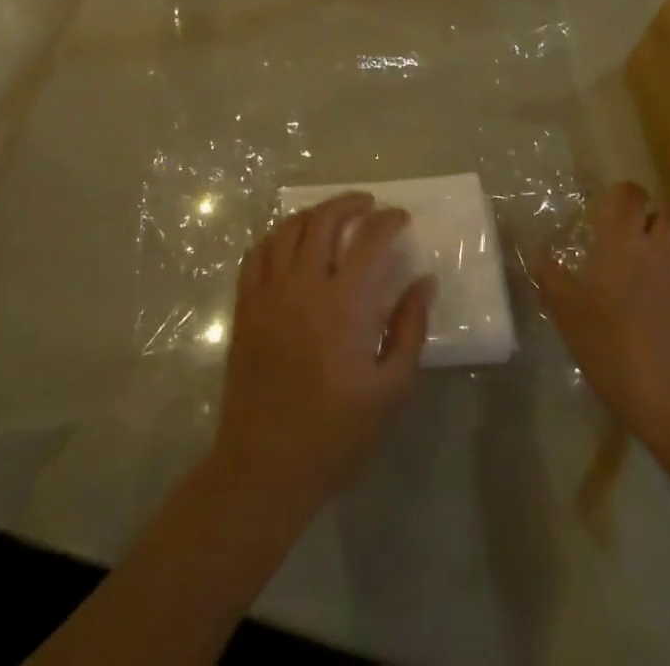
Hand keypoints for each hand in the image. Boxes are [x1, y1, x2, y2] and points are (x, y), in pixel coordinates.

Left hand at [209, 192, 434, 518]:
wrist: (264, 466)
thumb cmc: (335, 433)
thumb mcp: (391, 390)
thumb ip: (410, 329)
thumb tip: (423, 281)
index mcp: (343, 304)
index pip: (368, 240)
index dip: (388, 220)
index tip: (401, 217)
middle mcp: (302, 285)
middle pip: (323, 220)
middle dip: (349, 203)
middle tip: (368, 204)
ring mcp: (268, 292)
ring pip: (287, 229)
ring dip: (313, 213)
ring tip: (331, 215)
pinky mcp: (245, 306)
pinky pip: (256, 253)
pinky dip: (276, 236)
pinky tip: (289, 241)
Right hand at [535, 182, 669, 451]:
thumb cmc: (615, 352)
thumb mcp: (568, 317)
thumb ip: (552, 279)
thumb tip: (542, 254)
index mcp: (622, 243)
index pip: (629, 194)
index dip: (622, 196)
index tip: (611, 211)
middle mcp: (662, 250)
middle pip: (664, 216)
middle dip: (651, 225)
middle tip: (632, 251)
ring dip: (669, 261)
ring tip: (654, 292)